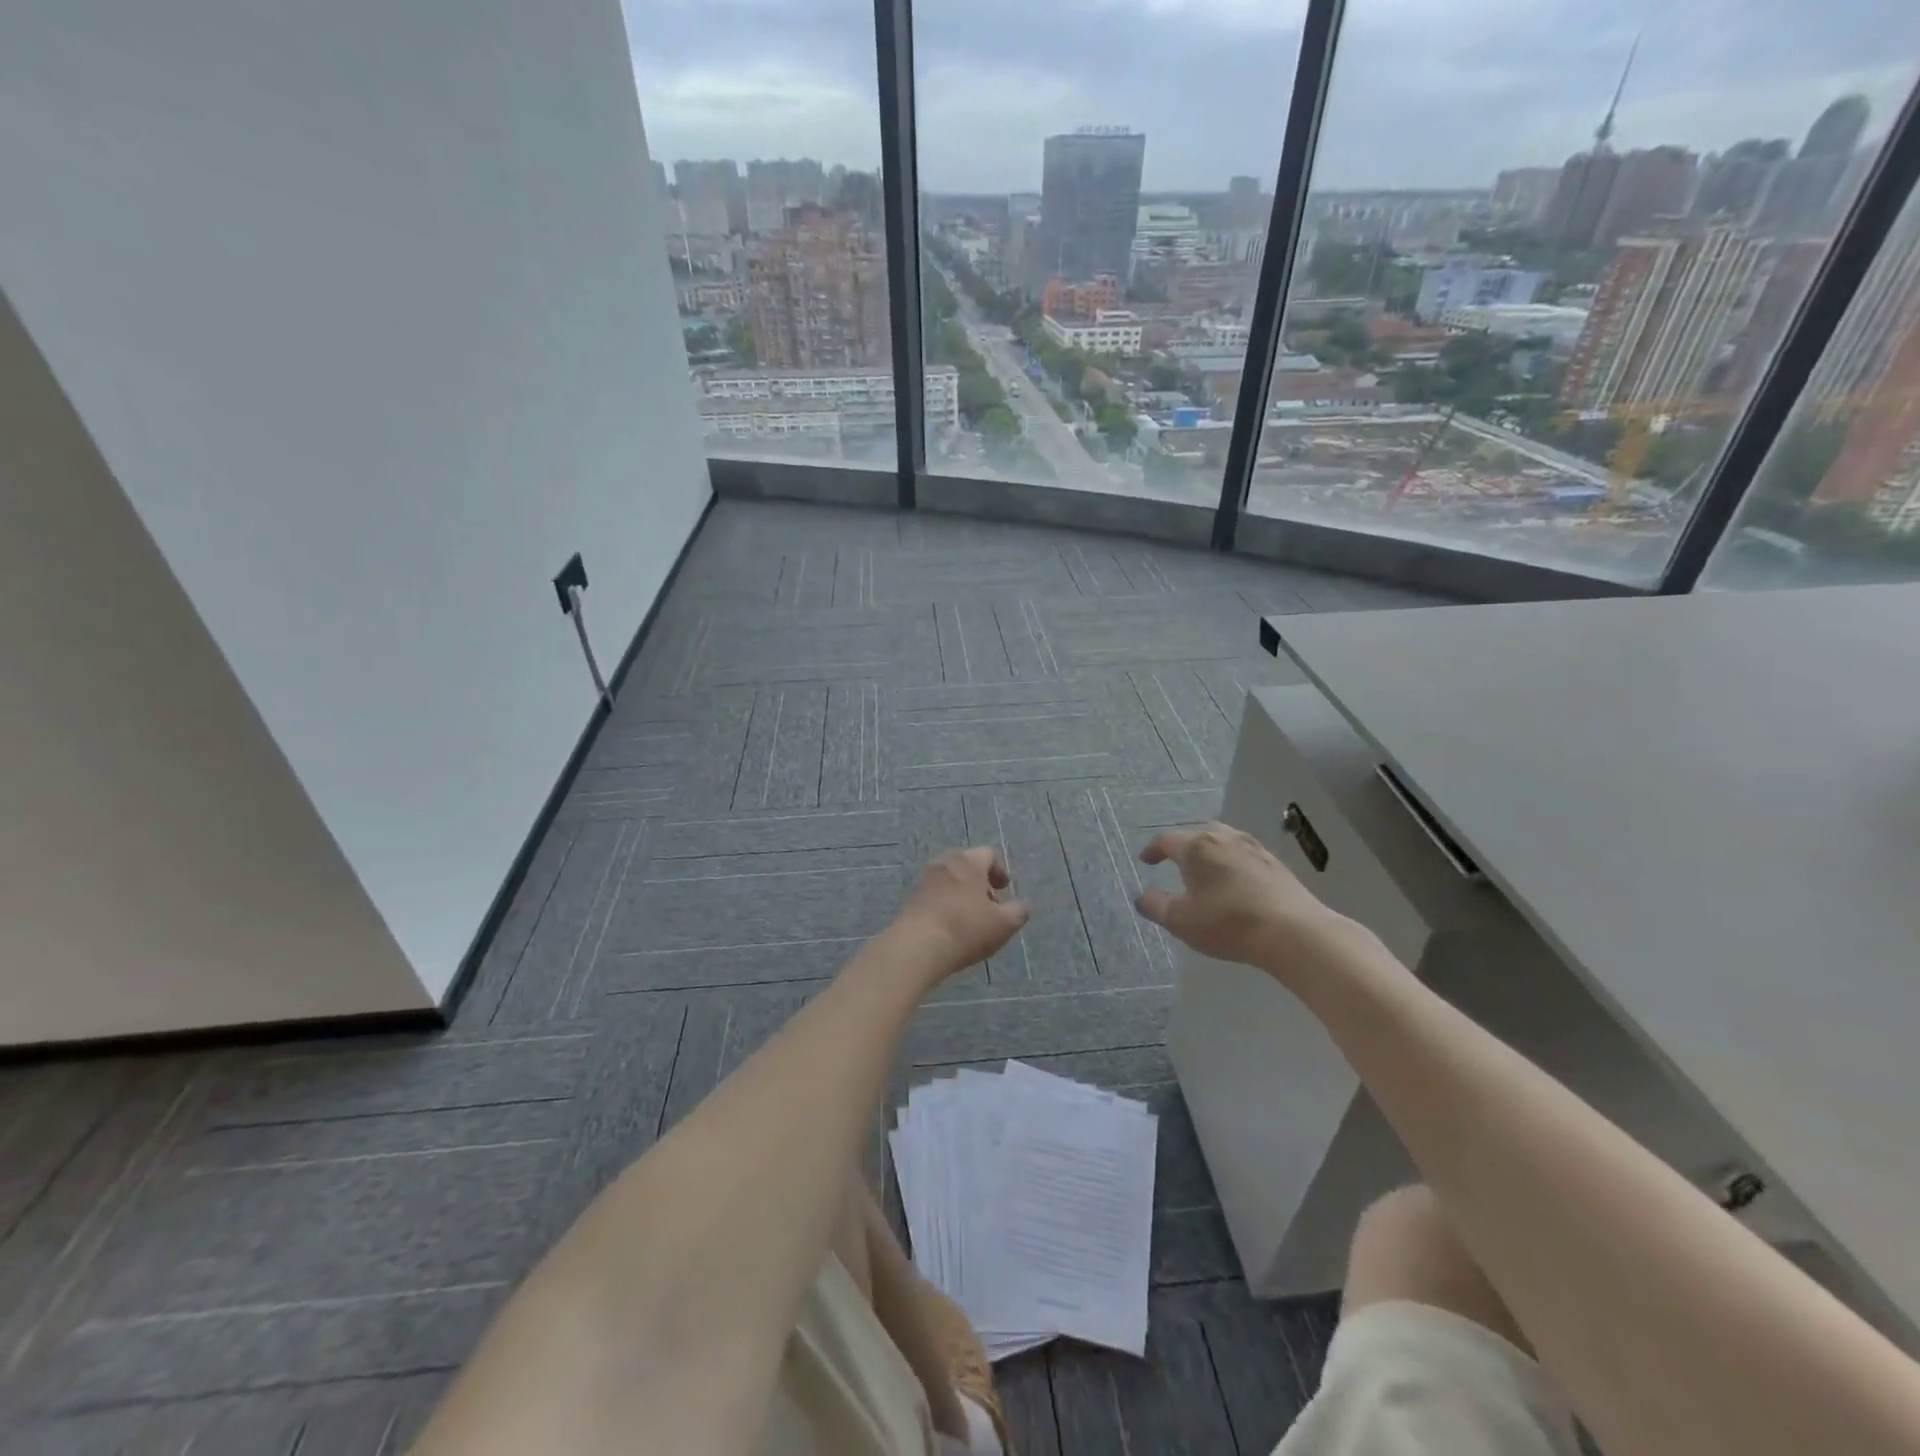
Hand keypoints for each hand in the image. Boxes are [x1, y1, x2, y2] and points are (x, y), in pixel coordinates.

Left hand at [890, 847, 1030, 981]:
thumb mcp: (1004, 924)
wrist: (916, 948)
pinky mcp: (911, 901)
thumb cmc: (965, 929)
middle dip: (981, 884)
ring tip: (972, 921)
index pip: (988, 854)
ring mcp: (924, 882)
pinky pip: (936, 897)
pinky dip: (947, 906)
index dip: (999, 871)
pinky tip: (952, 929)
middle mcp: (944, 864)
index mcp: (967, 862)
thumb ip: (1018, 912)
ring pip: (950, 882)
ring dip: (963, 896)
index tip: (1005, 890)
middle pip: (967, 867)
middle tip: (990, 906)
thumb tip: (1022, 906)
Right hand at [1133, 822, 1347, 975]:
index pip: (1167, 840)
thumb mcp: (1181, 921)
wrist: (1294, 932)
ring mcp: (1254, 848)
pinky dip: (1231, 860)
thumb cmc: (1228, 923)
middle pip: (1197, 833)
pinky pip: (1243, 854)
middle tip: (1174, 861)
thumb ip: (1156, 906)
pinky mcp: (1275, 864)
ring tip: (1205, 868)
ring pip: (1224, 840)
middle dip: (1182, 845)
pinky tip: (1234, 879)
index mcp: (1197, 847)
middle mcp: (1224, 839)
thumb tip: (1142, 896)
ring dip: (1209, 850)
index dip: (1153, 850)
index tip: (1146, 861)